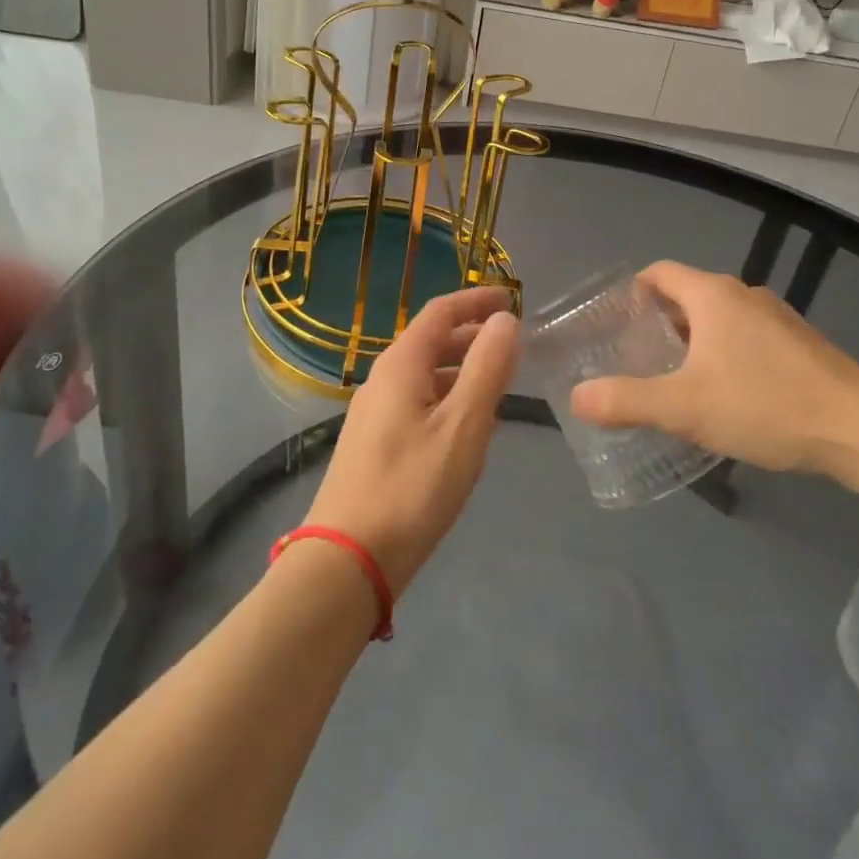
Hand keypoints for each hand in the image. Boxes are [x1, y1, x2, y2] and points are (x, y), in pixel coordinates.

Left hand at [301, 286, 519, 594]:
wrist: (347, 559)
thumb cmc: (412, 487)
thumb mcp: (463, 426)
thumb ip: (487, 368)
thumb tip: (505, 320)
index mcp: (401, 364)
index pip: (440, 312)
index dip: (476, 300)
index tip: (512, 298)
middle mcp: (382, 379)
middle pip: (430, 340)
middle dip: (471, 335)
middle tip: (512, 344)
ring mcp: (373, 412)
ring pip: (423, 374)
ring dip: (460, 368)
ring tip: (497, 383)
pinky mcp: (372, 443)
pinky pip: (416, 401)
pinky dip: (446, 397)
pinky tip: (465, 425)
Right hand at [570, 261, 858, 479]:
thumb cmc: (765, 405)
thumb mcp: (685, 408)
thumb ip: (627, 401)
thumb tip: (578, 398)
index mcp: (713, 296)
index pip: (659, 274)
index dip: (632, 293)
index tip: (615, 325)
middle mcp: (744, 295)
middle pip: (687, 297)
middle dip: (658, 324)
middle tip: (636, 360)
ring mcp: (778, 318)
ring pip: (719, 319)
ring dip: (692, 342)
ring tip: (675, 381)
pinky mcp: (801, 344)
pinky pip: (747, 337)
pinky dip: (724, 354)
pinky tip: (726, 396)